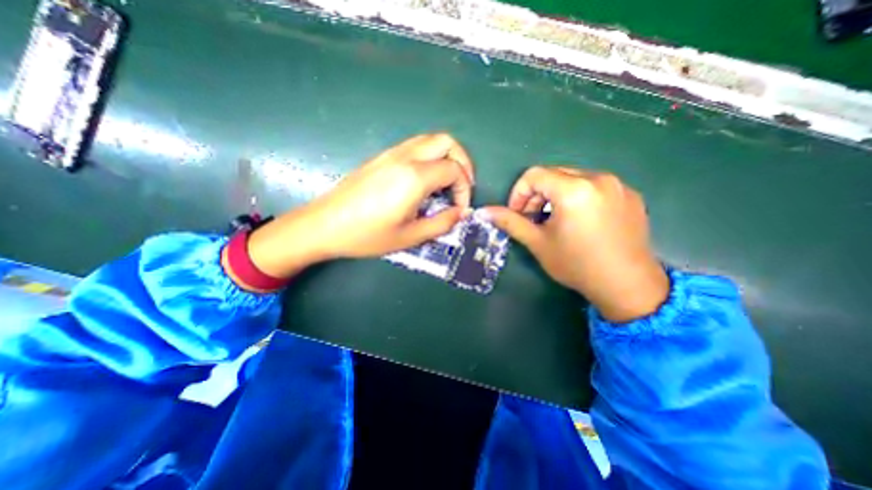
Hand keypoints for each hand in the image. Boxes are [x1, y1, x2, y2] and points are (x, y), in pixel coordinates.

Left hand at [244, 133, 475, 278]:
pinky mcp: (382, 157)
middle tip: (462, 186)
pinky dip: (430, 157)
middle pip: (447, 142)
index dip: (464, 189)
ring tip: (447, 183)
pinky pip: (415, 146)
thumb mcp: (410, 236)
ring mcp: (391, 153)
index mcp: (414, 177)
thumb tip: (462, 213)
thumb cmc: (367, 235)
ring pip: (430, 140)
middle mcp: (405, 157)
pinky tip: (425, 180)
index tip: (459, 208)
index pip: (454, 170)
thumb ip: (442, 223)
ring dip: (447, 157)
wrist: (324, 224)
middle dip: (463, 162)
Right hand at [484, 167, 669, 322]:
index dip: (519, 193)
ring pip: (574, 178)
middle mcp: (598, 179)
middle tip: (533, 218)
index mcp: (574, 190)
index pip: (534, 175)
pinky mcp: (630, 195)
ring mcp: (618, 185)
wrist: (627, 286)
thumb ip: (510, 222)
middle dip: (537, 194)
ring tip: (555, 220)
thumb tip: (485, 211)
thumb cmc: (577, 265)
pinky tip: (579, 222)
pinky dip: (578, 197)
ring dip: (556, 195)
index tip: (518, 213)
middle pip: (554, 174)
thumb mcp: (538, 243)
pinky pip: (594, 186)